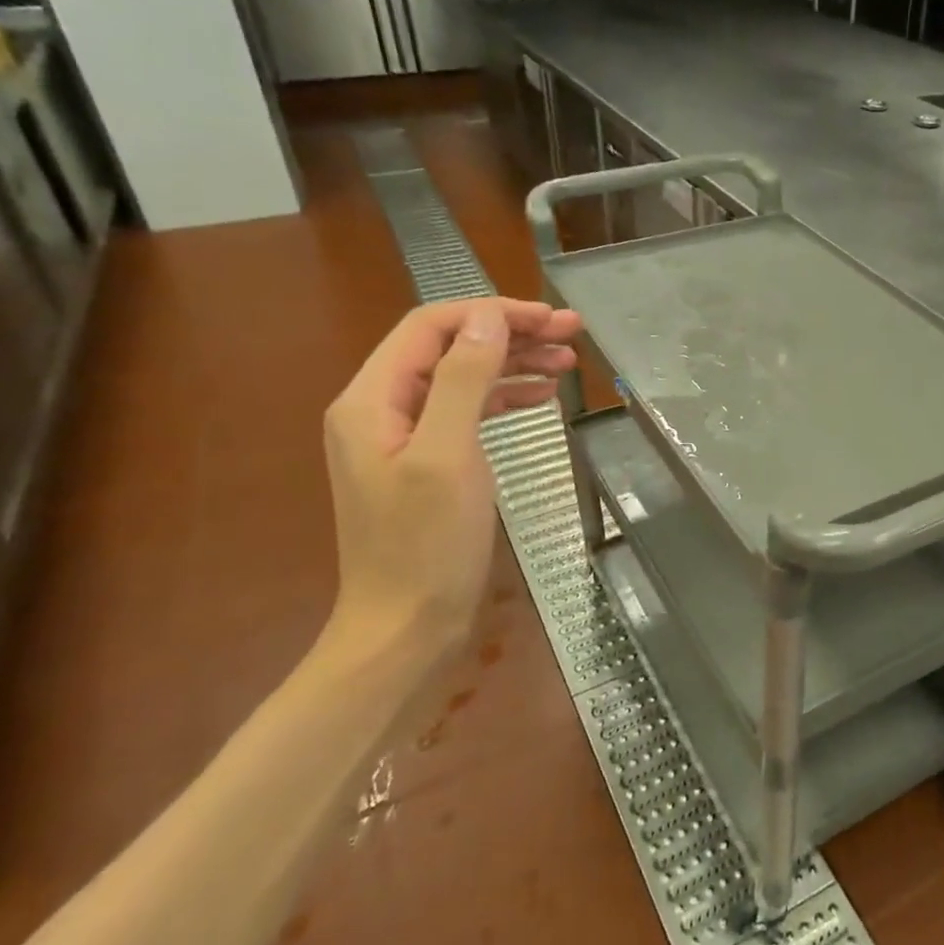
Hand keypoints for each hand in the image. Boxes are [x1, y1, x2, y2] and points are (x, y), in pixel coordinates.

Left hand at [321, 298, 580, 662]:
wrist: (405, 630)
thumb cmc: (426, 546)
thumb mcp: (448, 456)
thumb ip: (464, 380)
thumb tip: (488, 320)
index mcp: (372, 399)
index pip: (432, 327)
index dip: (492, 314)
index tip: (551, 319)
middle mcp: (381, 409)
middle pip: (449, 349)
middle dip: (510, 335)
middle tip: (571, 334)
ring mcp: (402, 438)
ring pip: (461, 379)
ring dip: (513, 364)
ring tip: (568, 361)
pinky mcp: (426, 464)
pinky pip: (465, 413)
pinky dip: (503, 399)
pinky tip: (540, 398)